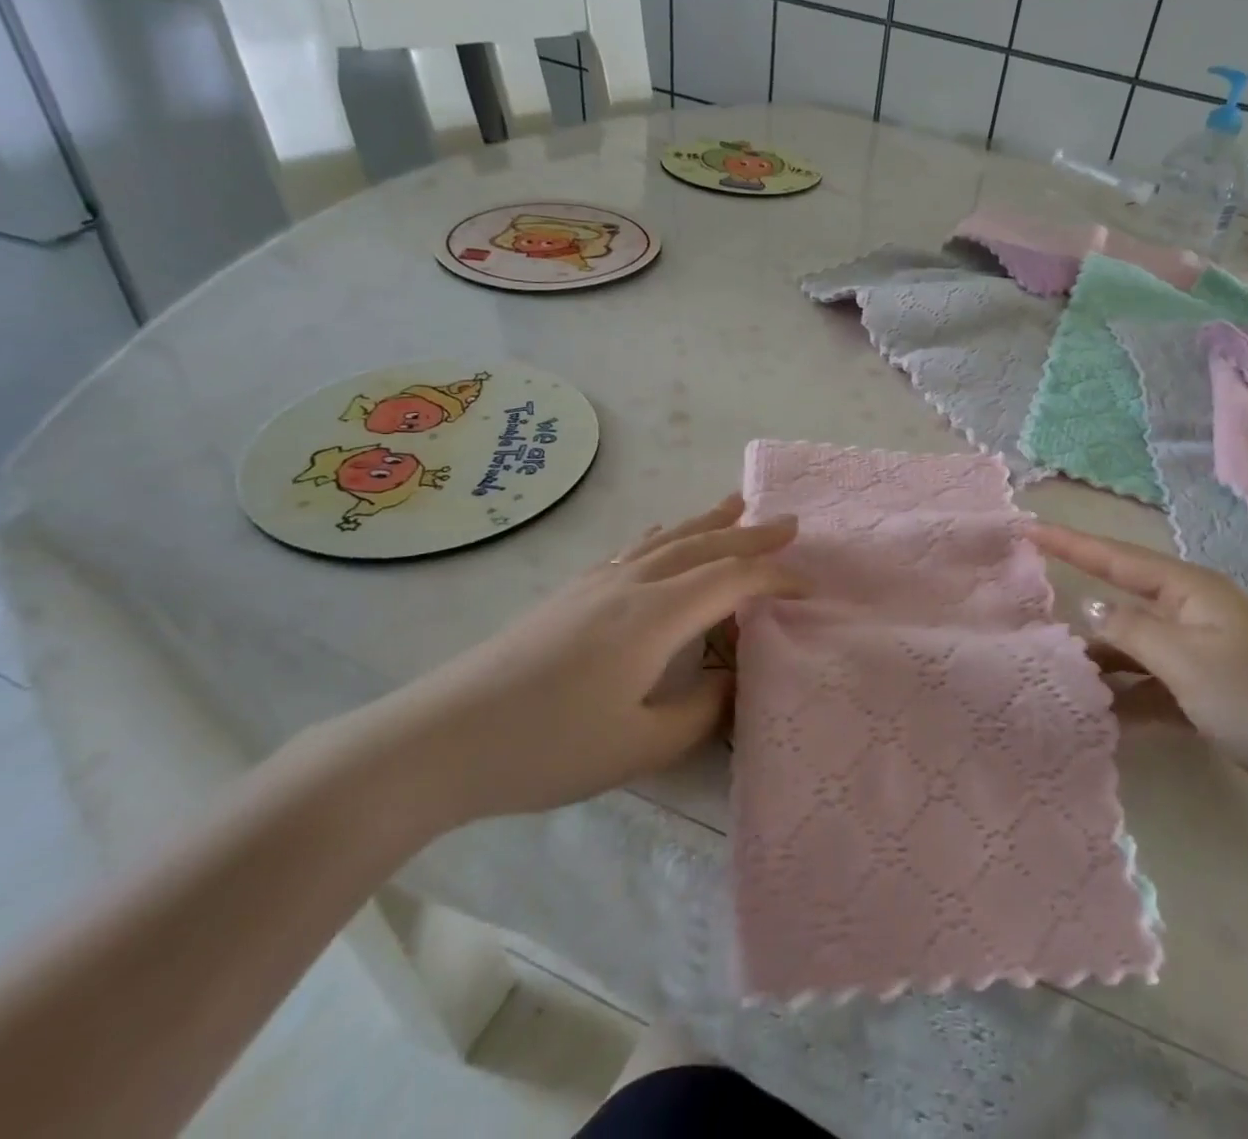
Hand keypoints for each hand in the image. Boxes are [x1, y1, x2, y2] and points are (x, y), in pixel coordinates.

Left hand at [348, 495, 802, 829]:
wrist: (438, 739)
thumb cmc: (546, 747)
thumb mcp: (639, 746)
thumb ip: (699, 711)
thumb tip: (729, 682)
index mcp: (655, 616)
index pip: (732, 582)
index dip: (775, 579)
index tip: (809, 588)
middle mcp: (631, 585)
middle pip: (703, 545)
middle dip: (751, 534)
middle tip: (789, 522)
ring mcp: (595, 584)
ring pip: (666, 539)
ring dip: (707, 521)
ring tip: (736, 501)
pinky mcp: (569, 594)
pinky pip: (632, 550)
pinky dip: (661, 536)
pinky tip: (659, 533)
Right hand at [1029, 521, 1247, 809]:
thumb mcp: (1187, 659)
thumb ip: (1132, 629)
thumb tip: (1089, 606)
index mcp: (1188, 589)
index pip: (1115, 558)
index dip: (1069, 542)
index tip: (1027, 526)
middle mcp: (1191, 612)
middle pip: (1123, 601)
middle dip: (1081, 606)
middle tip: (1030, 607)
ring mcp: (1201, 652)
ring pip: (1135, 646)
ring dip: (1103, 659)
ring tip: (1057, 669)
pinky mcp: (1208, 690)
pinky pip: (1154, 683)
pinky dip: (1129, 694)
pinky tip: (1101, 712)